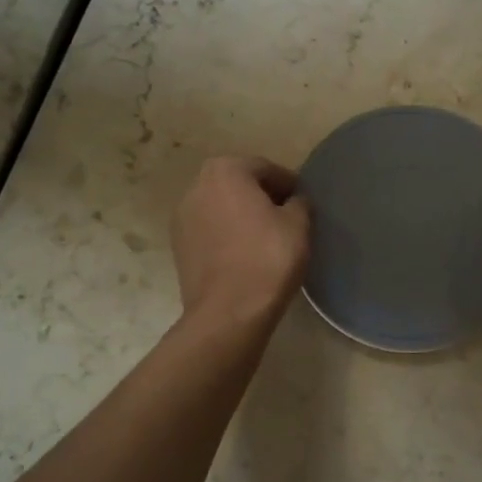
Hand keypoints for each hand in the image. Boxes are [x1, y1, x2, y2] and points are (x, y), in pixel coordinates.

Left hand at [171, 156, 311, 322]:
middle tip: (286, 217)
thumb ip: (299, 203)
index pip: (265, 168)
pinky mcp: (178, 247)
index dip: (288, 184)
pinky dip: (227, 235)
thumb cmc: (267, 258)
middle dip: (262, 197)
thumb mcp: (298, 224)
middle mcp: (197, 186)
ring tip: (266, 237)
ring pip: (221, 207)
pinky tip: (245, 254)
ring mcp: (182, 217)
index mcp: (225, 171)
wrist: (228, 313)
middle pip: (238, 184)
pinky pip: (210, 231)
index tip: (303, 202)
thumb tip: (294, 202)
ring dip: (242, 216)